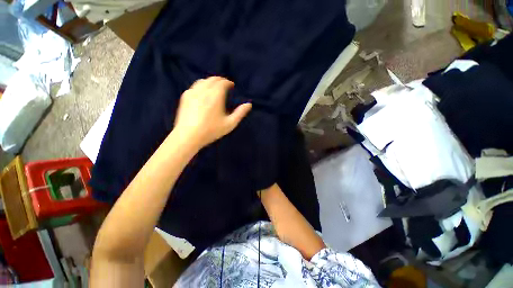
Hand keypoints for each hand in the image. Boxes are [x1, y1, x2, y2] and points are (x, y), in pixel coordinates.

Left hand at [174, 76, 251, 148]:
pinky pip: (195, 86)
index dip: (228, 82)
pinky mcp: (185, 96)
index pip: (222, 82)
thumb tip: (249, 104)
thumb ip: (240, 113)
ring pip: (203, 81)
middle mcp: (204, 90)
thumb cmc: (211, 130)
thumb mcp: (229, 124)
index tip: (232, 86)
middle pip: (212, 79)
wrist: (188, 136)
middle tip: (225, 85)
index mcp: (215, 95)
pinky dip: (202, 85)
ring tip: (215, 87)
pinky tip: (203, 92)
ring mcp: (193, 92)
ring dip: (211, 81)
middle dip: (220, 80)